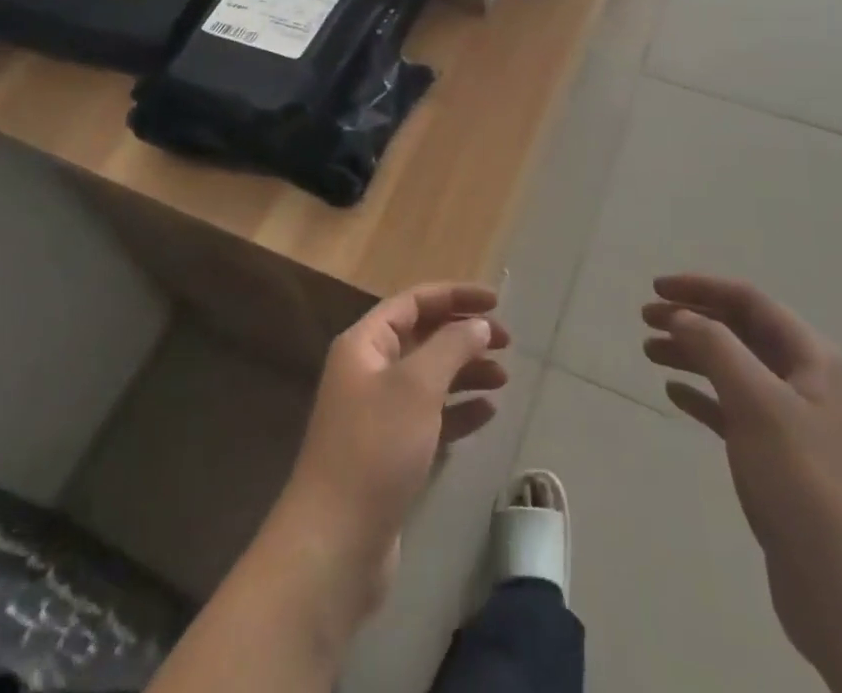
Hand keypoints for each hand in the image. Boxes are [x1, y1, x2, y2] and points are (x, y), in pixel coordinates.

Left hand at [276, 283, 509, 621]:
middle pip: (422, 337)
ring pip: (429, 378)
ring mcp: (378, 413)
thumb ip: (451, 347)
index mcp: (365, 344)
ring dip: (465, 372)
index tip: (496, 302)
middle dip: (463, 335)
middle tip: (506, 343)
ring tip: (504, 379)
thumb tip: (479, 325)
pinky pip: (429, 417)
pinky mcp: (390, 452)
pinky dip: (457, 411)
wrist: (335, 543)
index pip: (414, 302)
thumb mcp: (417, 386)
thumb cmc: (375, 448)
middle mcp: (368, 371)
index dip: (455, 296)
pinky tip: (487, 413)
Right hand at [641, 274, 841, 678]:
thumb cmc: (805, 486)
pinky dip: (705, 396)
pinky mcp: (784, 460)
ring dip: (693, 354)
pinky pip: (737, 410)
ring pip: (736, 369)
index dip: (701, 288)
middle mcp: (812, 382)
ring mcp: (800, 423)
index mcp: (817, 359)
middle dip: (694, 319)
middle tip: (646, 319)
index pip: (751, 301)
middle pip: (743, 331)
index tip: (656, 288)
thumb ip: (716, 347)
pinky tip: (674, 396)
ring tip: (649, 352)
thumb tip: (683, 314)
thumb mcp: (757, 404)